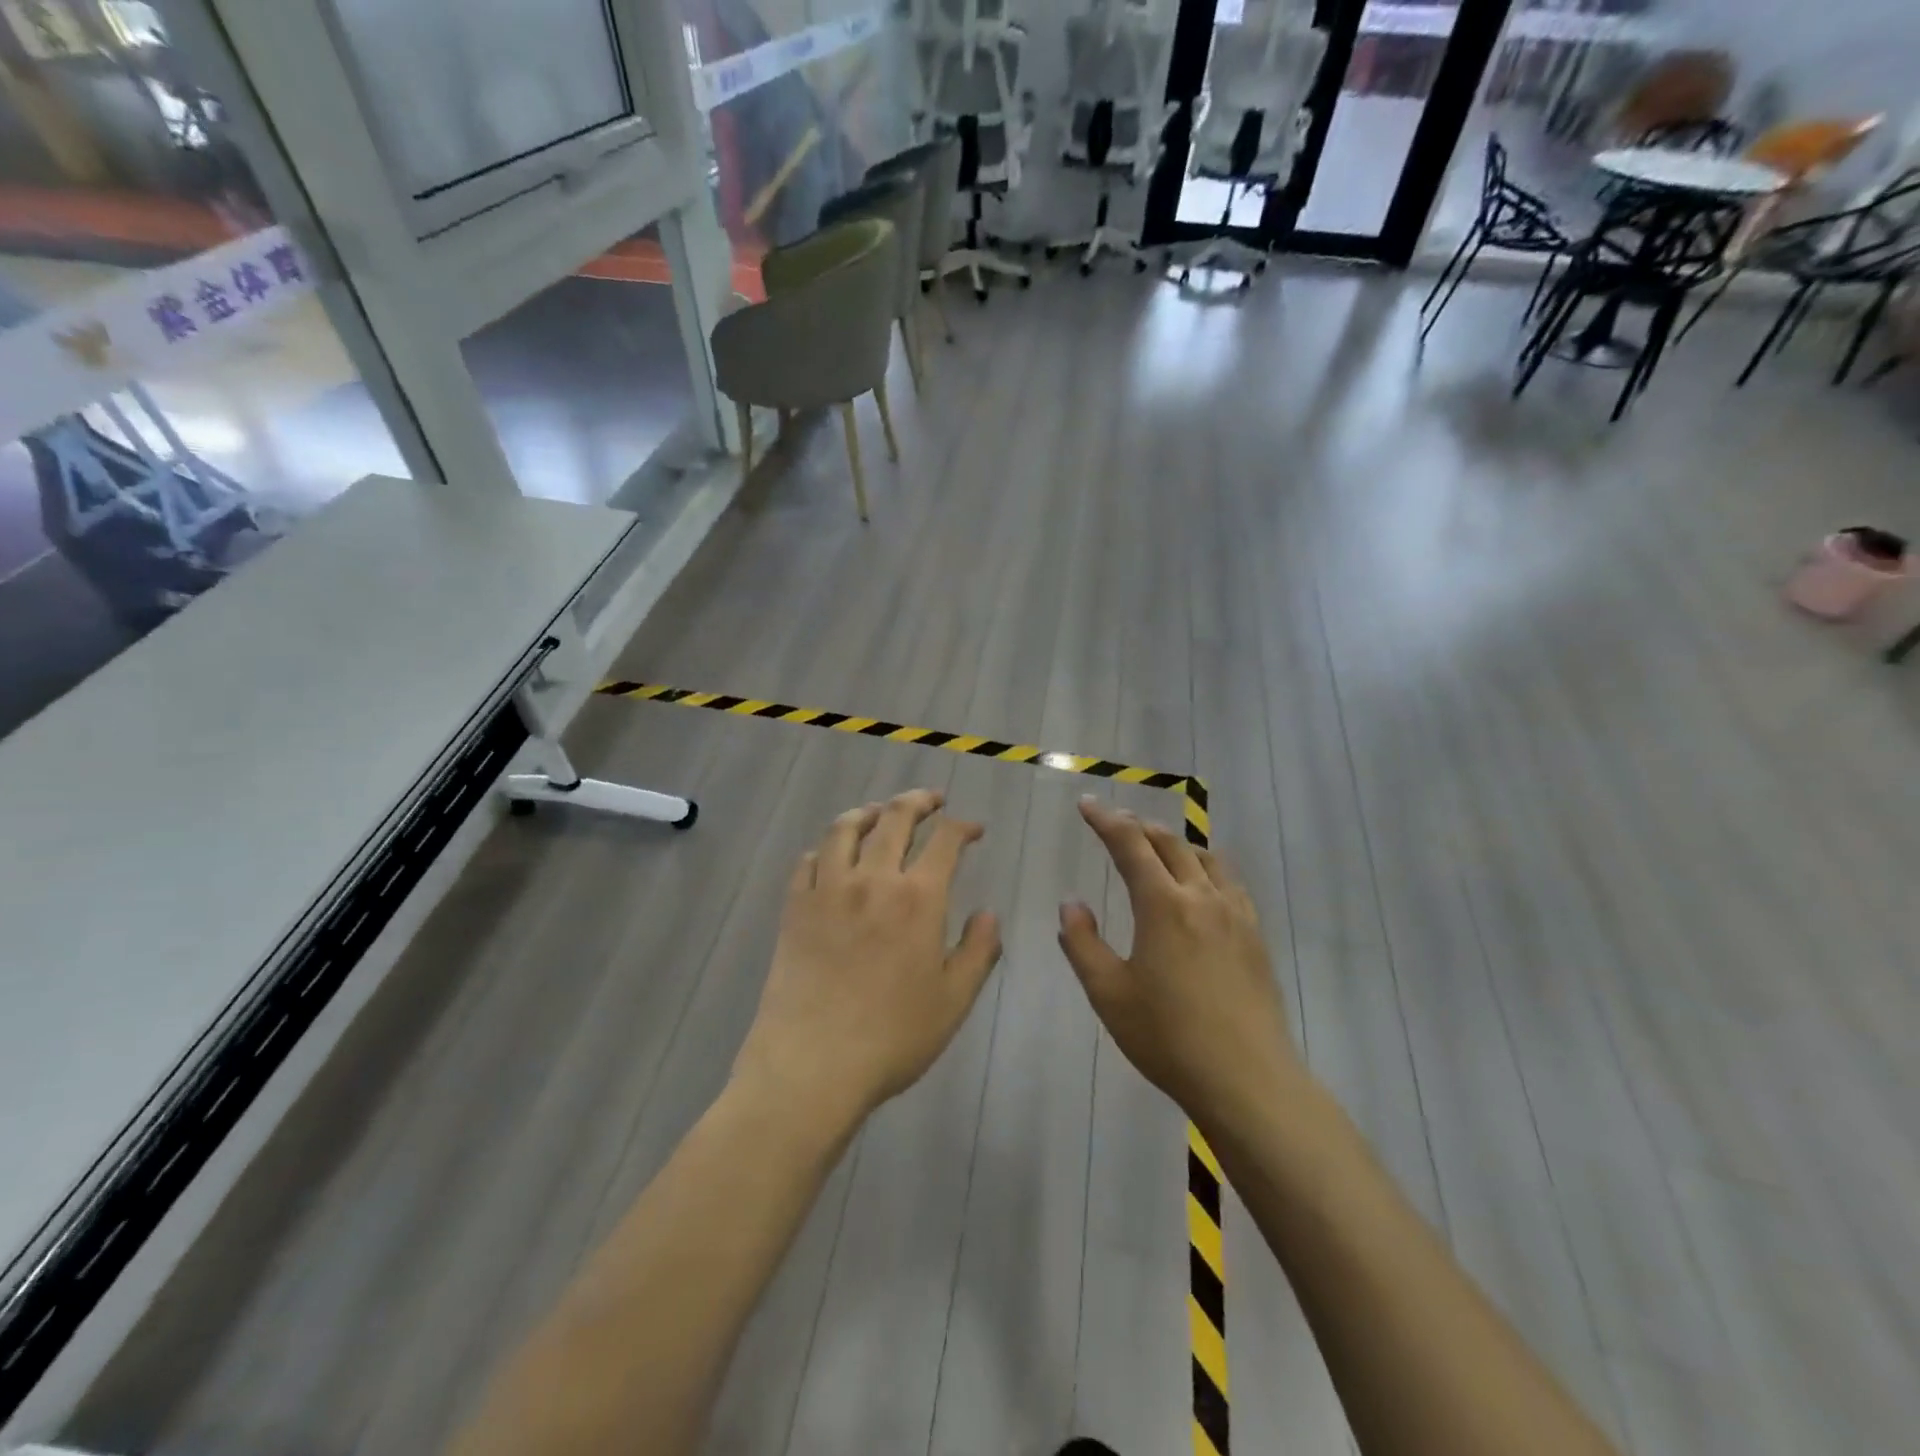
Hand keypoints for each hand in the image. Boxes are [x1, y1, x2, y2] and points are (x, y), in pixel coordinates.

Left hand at [735, 790, 1002, 1127]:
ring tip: (879, 812)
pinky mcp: (794, 907)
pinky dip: (826, 848)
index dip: (962, 826)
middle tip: (930, 800)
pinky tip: (832, 855)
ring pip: (845, 828)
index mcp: (918, 898)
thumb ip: (978, 950)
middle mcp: (873, 879)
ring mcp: (828, 890)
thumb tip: (988, 913)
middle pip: (894, 818)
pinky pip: (808, 861)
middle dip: (917, 801)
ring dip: (868, 812)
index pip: (945, 841)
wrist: (812, 1064)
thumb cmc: (892, 1037)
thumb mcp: (953, 1000)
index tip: (973, 828)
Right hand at [1059, 798, 1294, 1119]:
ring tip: (1157, 847)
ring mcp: (1235, 914)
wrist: (1247, 1079)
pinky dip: (1206, 868)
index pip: (1130, 844)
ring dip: (1175, 844)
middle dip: (1138, 826)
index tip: (1086, 804)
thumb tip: (1071, 904)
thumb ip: (1082, 943)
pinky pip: (1229, 882)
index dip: (1105, 820)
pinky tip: (1202, 886)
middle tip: (1115, 823)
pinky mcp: (1255, 936)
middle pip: (1169, 843)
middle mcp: (1202, 897)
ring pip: (1205, 857)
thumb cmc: (1167, 1037)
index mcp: (1162, 904)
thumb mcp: (1108, 993)